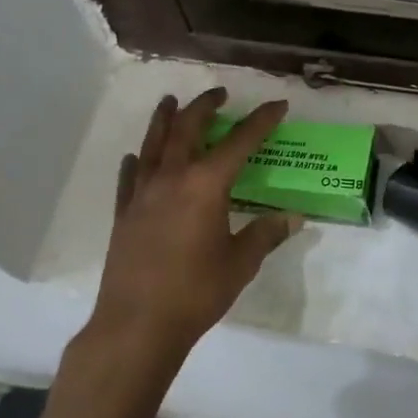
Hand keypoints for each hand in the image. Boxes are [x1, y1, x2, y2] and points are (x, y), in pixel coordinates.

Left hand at [89, 88, 300, 366]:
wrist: (137, 325)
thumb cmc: (196, 292)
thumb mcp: (241, 263)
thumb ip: (266, 234)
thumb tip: (294, 217)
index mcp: (206, 185)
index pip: (240, 142)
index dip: (261, 121)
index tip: (277, 105)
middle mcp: (172, 178)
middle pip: (187, 129)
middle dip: (205, 106)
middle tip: (219, 93)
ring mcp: (143, 194)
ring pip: (153, 144)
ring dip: (164, 119)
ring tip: (170, 101)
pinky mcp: (123, 214)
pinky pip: (129, 177)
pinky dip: (135, 162)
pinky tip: (134, 157)